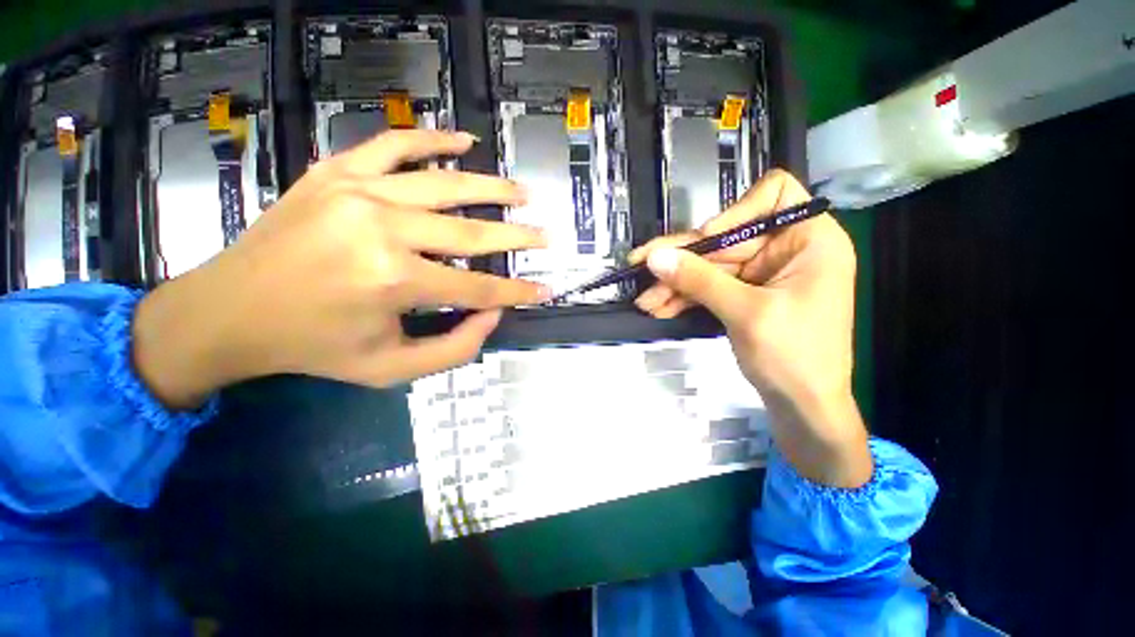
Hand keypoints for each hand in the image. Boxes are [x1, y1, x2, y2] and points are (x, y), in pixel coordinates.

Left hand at [133, 130, 549, 408]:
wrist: (229, 311)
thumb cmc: (313, 347)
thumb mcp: (391, 369)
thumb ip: (454, 348)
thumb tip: (493, 314)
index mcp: (394, 282)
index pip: (479, 288)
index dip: (517, 292)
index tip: (544, 290)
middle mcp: (383, 229)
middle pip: (471, 233)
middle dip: (517, 238)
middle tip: (545, 235)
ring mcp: (358, 192)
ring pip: (445, 183)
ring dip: (491, 188)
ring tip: (522, 193)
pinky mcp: (336, 173)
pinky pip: (395, 145)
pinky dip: (433, 140)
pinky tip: (464, 141)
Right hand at [630, 170, 870, 486]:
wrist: (803, 408)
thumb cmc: (794, 357)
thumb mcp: (745, 313)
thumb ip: (699, 280)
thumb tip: (656, 257)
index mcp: (809, 240)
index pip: (773, 195)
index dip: (735, 210)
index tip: (706, 236)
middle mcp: (785, 250)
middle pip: (725, 239)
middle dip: (683, 260)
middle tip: (642, 268)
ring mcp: (762, 274)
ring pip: (710, 267)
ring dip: (676, 283)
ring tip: (646, 300)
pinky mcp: (744, 295)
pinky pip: (709, 287)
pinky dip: (685, 298)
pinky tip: (659, 308)